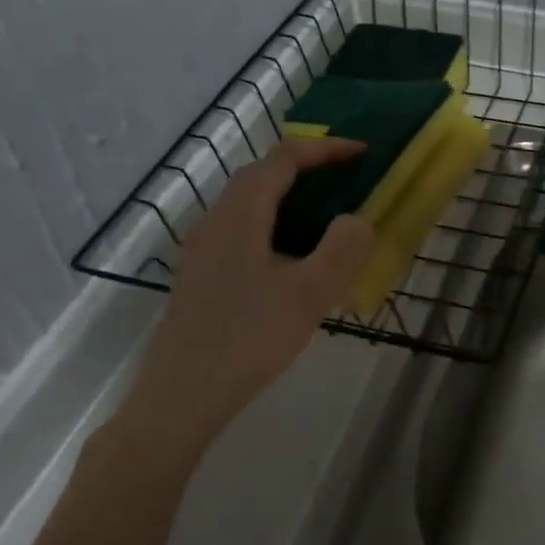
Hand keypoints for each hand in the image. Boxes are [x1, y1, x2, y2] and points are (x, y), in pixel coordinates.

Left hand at [123, 138, 374, 441]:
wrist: (181, 395)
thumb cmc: (248, 339)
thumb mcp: (309, 295)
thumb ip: (341, 249)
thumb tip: (356, 219)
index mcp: (240, 213)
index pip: (284, 158)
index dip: (325, 149)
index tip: (363, 153)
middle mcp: (215, 219)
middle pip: (262, 174)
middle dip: (308, 168)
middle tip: (349, 181)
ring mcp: (202, 247)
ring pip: (249, 203)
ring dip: (289, 196)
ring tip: (326, 215)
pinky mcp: (199, 274)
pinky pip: (241, 230)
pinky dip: (274, 224)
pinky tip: (291, 260)